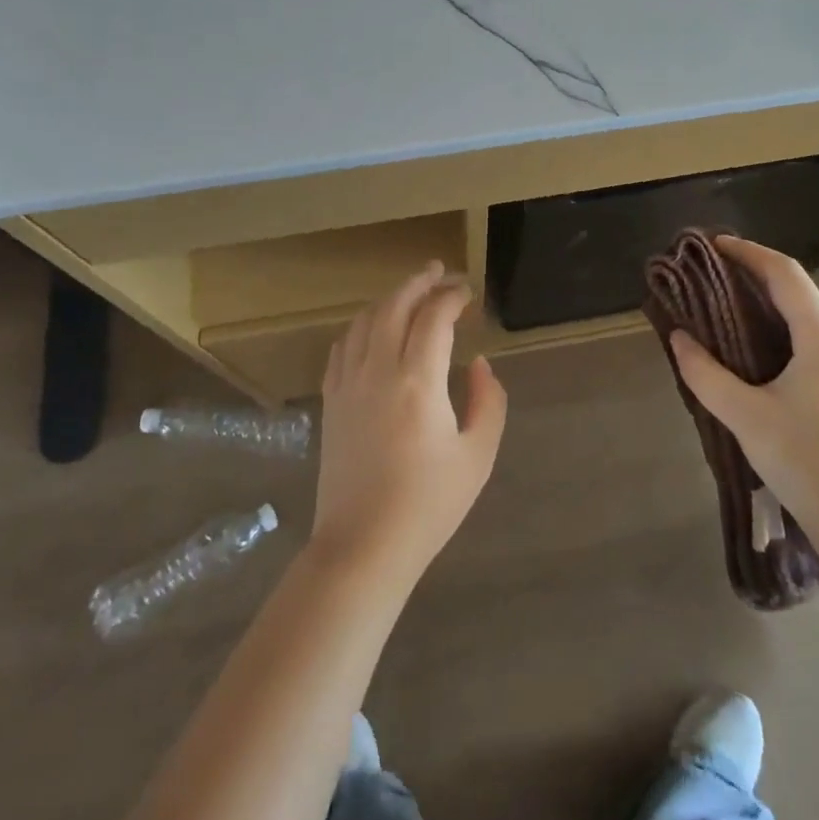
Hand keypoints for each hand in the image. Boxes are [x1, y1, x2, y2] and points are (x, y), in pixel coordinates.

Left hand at [311, 262, 507, 583]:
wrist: (363, 547)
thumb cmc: (428, 505)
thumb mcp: (478, 456)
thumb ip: (487, 400)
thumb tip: (476, 364)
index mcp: (418, 382)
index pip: (434, 318)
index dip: (452, 298)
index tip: (468, 293)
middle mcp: (379, 371)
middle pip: (394, 306)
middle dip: (418, 282)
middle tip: (439, 272)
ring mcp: (348, 385)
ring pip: (364, 321)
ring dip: (389, 299)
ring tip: (409, 293)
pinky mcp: (331, 402)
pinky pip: (341, 347)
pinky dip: (360, 326)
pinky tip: (371, 329)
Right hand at [669, 236, 818, 562]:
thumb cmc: (806, 465)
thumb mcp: (745, 417)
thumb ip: (705, 373)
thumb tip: (679, 339)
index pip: (786, 274)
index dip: (749, 252)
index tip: (715, 245)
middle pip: (804, 291)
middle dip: (762, 275)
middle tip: (719, 276)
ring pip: (818, 316)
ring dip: (780, 303)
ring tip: (740, 308)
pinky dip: (796, 328)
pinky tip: (774, 350)